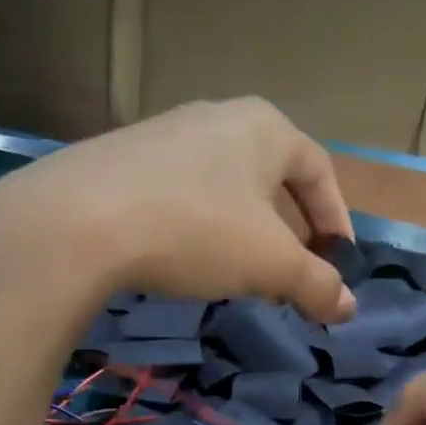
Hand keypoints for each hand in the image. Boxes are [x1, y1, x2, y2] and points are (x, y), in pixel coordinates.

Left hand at [0, 97, 357, 322]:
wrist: (78, 220)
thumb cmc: (198, 229)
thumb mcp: (271, 264)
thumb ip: (317, 284)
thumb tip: (347, 307)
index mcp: (265, 127)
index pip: (319, 171)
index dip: (337, 219)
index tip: (338, 261)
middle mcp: (218, 117)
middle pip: (272, 177)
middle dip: (290, 228)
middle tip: (294, 271)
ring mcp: (166, 133)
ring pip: (226, 185)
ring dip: (245, 230)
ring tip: (245, 271)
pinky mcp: (122, 157)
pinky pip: (183, 192)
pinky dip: (201, 226)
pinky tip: (188, 258)